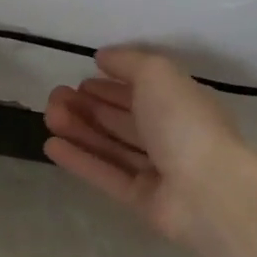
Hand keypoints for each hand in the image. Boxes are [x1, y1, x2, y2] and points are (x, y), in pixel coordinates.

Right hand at [43, 46, 253, 245]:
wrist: (208, 190)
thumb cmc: (184, 122)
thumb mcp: (157, 74)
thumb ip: (128, 62)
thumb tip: (103, 57)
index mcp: (181, 103)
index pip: (142, 91)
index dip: (112, 85)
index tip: (80, 80)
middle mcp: (170, 135)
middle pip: (123, 119)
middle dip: (88, 106)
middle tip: (54, 96)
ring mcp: (157, 170)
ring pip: (112, 145)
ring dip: (79, 129)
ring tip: (49, 116)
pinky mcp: (141, 199)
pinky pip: (106, 175)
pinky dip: (80, 160)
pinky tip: (51, 145)